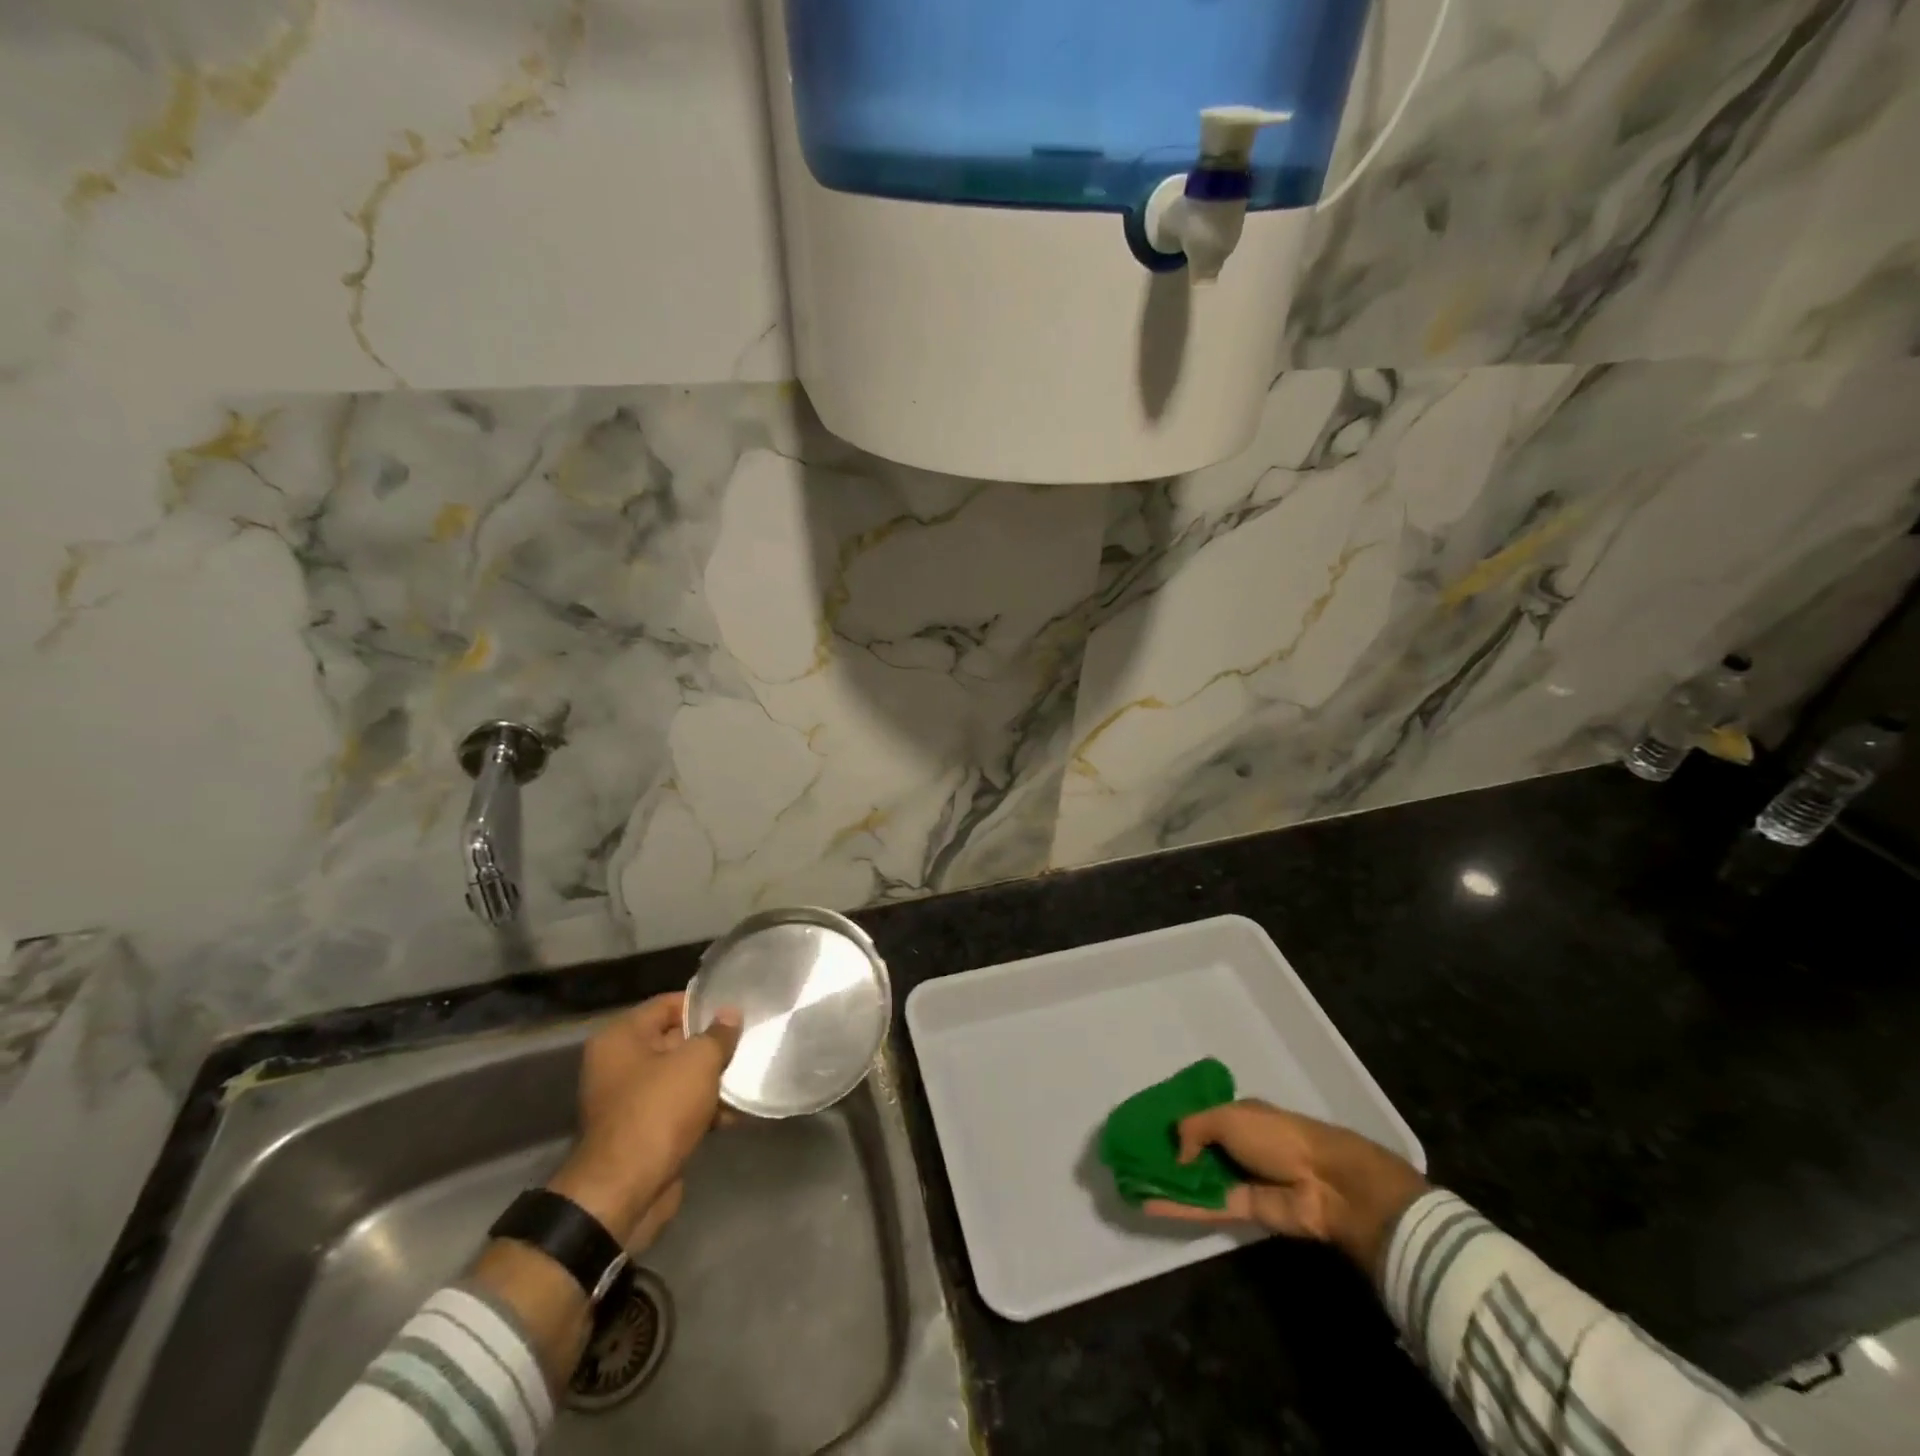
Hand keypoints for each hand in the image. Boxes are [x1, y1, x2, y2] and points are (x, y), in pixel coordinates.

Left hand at [545, 992, 740, 1249]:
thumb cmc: (658, 1111)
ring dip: (714, 1080)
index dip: (703, 1006)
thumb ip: (718, 1034)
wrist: (625, 1193)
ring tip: (751, 1076)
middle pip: (676, 1041)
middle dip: (713, 1045)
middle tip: (750, 1041)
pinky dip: (705, 1109)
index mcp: (621, 1038)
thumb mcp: (697, 1062)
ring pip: (681, 1077)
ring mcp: (630, 1101)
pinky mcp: (644, 1132)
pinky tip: (738, 1112)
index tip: (737, 1010)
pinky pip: (680, 1108)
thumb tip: (730, 1013)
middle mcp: (619, 1064)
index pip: (668, 1004)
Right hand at [1143, 1100, 1428, 1279]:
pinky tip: (1148, 1203)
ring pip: (1195, 1179)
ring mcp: (1237, 1178)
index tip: (1142, 1128)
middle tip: (1127, 1158)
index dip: (1173, 1122)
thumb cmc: (1276, 1136)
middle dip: (1165, 1154)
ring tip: (1129, 1181)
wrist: (1325, 1183)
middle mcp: (1235, 1145)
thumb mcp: (1228, 1118)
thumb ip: (1194, 1128)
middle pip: (1194, 1150)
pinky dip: (1177, 1204)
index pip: (1198, 1117)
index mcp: (1236, 1115)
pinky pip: (1203, 1205)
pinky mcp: (1241, 1210)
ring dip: (1165, 1181)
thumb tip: (1175, 1151)